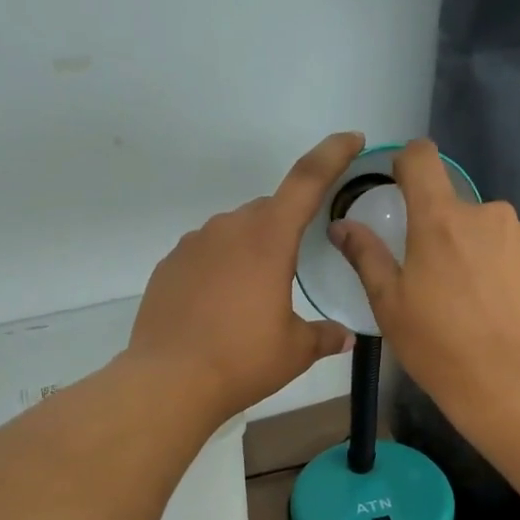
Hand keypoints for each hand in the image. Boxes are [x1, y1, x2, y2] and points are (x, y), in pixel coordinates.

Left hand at [126, 132, 362, 420]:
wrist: (170, 381)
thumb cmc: (242, 360)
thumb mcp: (295, 351)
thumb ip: (324, 336)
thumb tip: (345, 337)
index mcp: (268, 238)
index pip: (307, 180)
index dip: (333, 154)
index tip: (351, 139)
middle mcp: (229, 229)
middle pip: (267, 211)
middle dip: (285, 229)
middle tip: (292, 270)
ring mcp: (192, 245)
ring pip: (233, 233)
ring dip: (250, 252)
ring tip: (252, 299)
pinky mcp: (168, 266)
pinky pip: (204, 255)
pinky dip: (219, 270)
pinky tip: (219, 308)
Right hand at [329, 139, 519, 410]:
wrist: (512, 384)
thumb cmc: (438, 346)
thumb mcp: (389, 306)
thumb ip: (366, 256)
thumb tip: (341, 225)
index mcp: (440, 219)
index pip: (422, 158)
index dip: (409, 164)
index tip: (404, 186)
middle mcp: (488, 213)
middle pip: (459, 209)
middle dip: (449, 235)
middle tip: (443, 285)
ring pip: (495, 234)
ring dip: (484, 254)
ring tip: (481, 304)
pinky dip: (513, 273)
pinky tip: (508, 312)